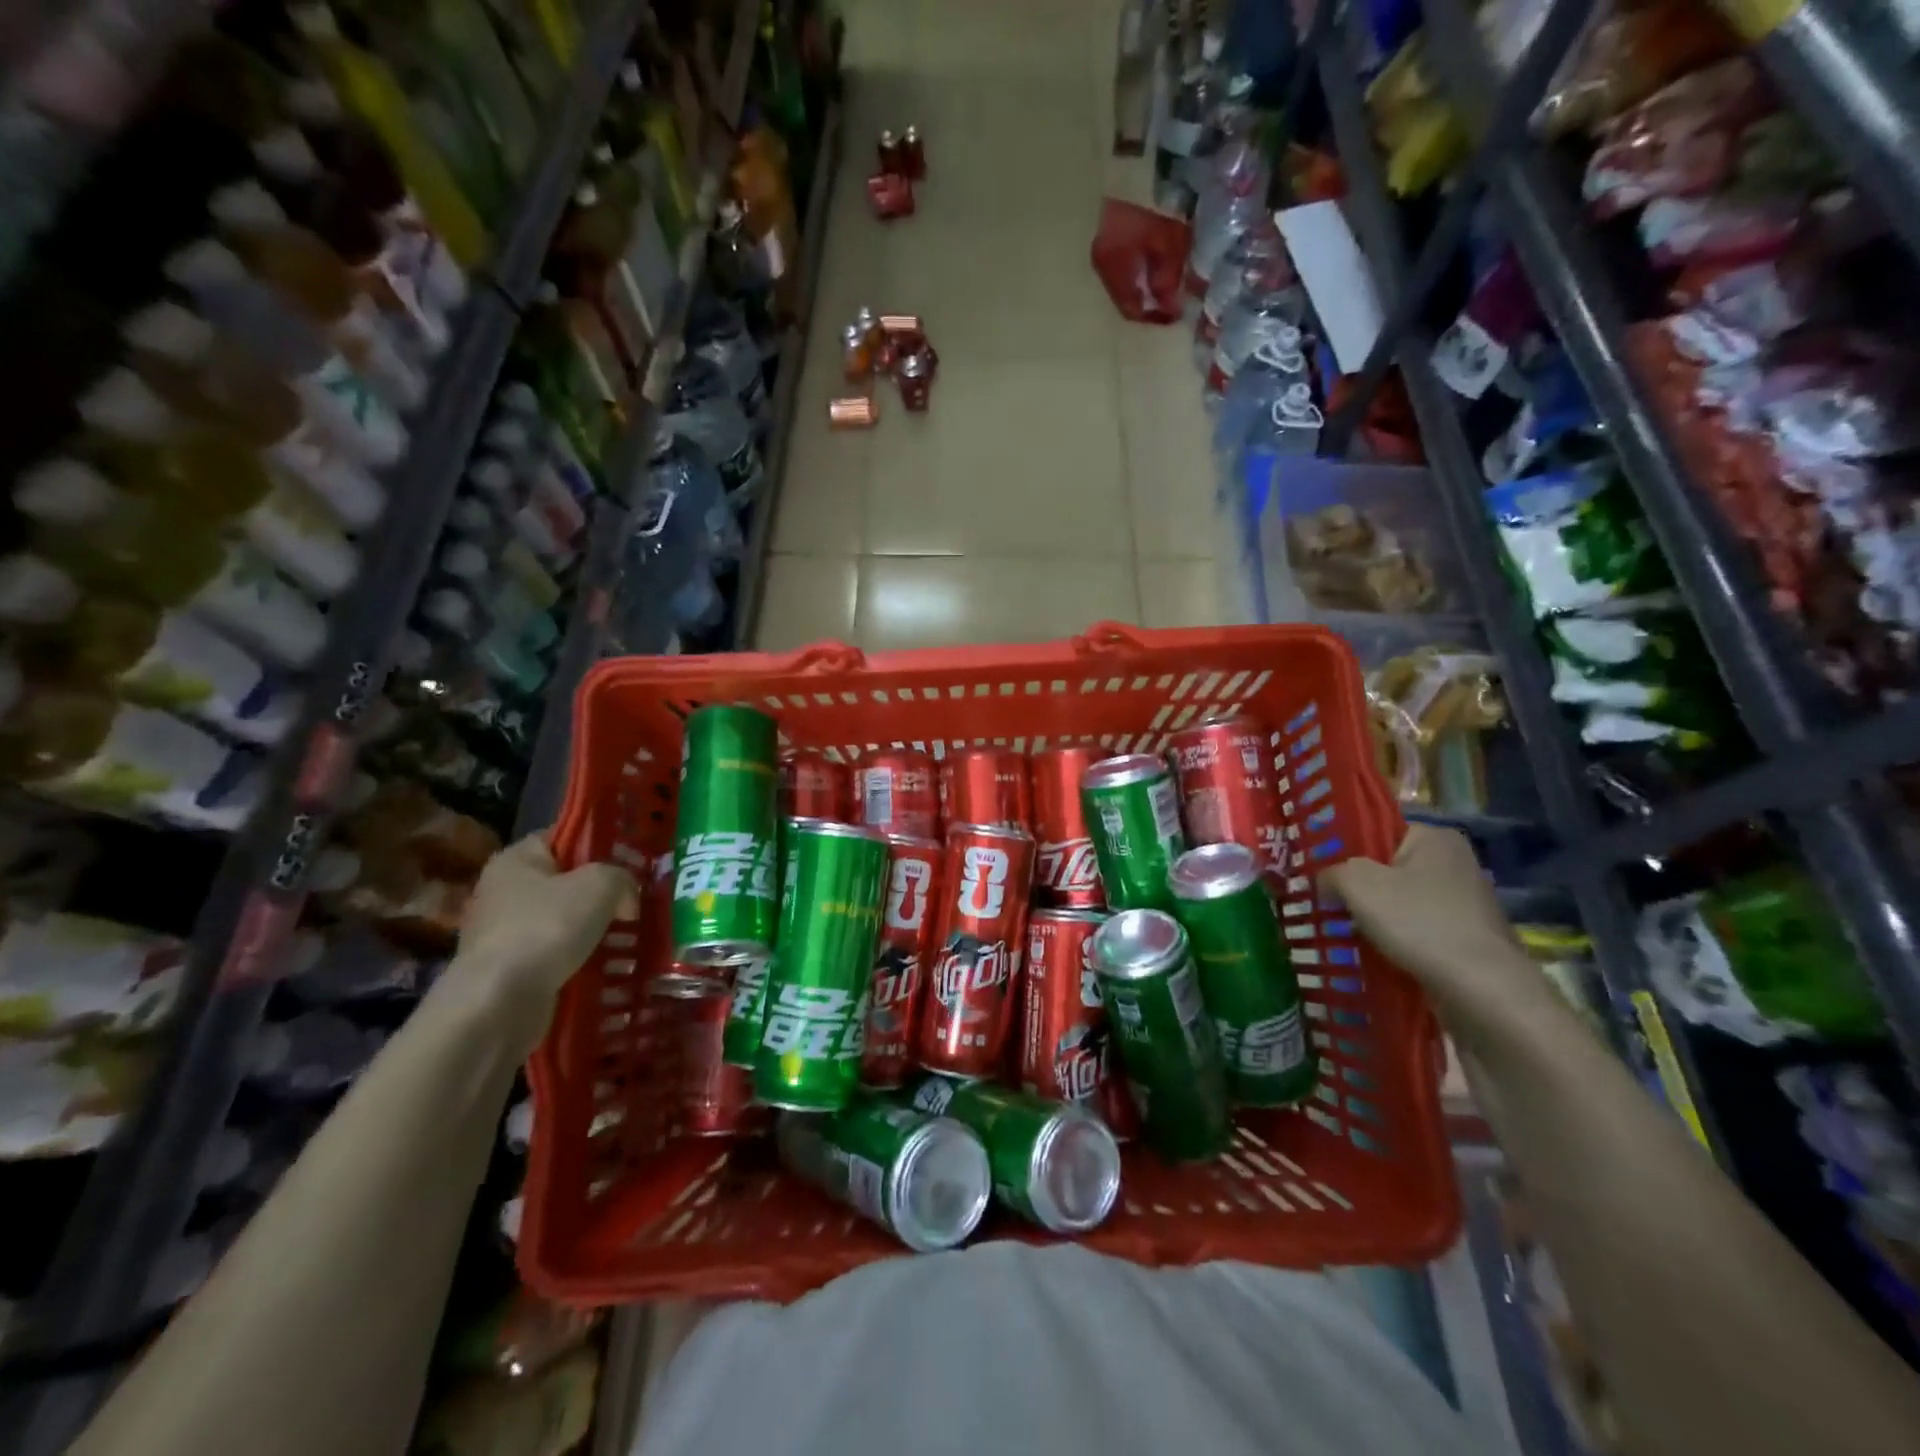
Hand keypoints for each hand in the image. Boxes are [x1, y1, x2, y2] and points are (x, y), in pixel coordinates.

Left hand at [450, 835, 634, 1047]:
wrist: (499, 1003)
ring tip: (631, 937)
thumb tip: (626, 898)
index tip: (633, 863)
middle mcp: (504, 891)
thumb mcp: (600, 884)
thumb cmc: (546, 928)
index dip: (601, 846)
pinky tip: (609, 965)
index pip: (565, 838)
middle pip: (567, 882)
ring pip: (565, 921)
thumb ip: (622, 877)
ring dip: (595, 930)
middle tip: (637, 903)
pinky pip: (557, 954)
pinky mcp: (511, 969)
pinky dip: (581, 959)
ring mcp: (504, 932)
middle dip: (603, 894)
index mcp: (517, 859)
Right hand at [1320, 824, 1541, 1022]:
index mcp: (1435, 837)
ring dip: (1374, 916)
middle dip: (1357, 887)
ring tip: (1341, 930)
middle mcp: (1455, 863)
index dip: (1345, 849)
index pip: (1378, 831)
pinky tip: (1372, 953)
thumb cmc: (1418, 922)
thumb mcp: (1357, 884)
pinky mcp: (1467, 938)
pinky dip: (1395, 939)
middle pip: (1388, 868)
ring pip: (1401, 902)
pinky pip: (1417, 930)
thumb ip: (1332, 872)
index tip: (1319, 871)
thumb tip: (1325, 880)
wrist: (1482, 990)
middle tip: (1325, 902)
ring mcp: (1465, 903)